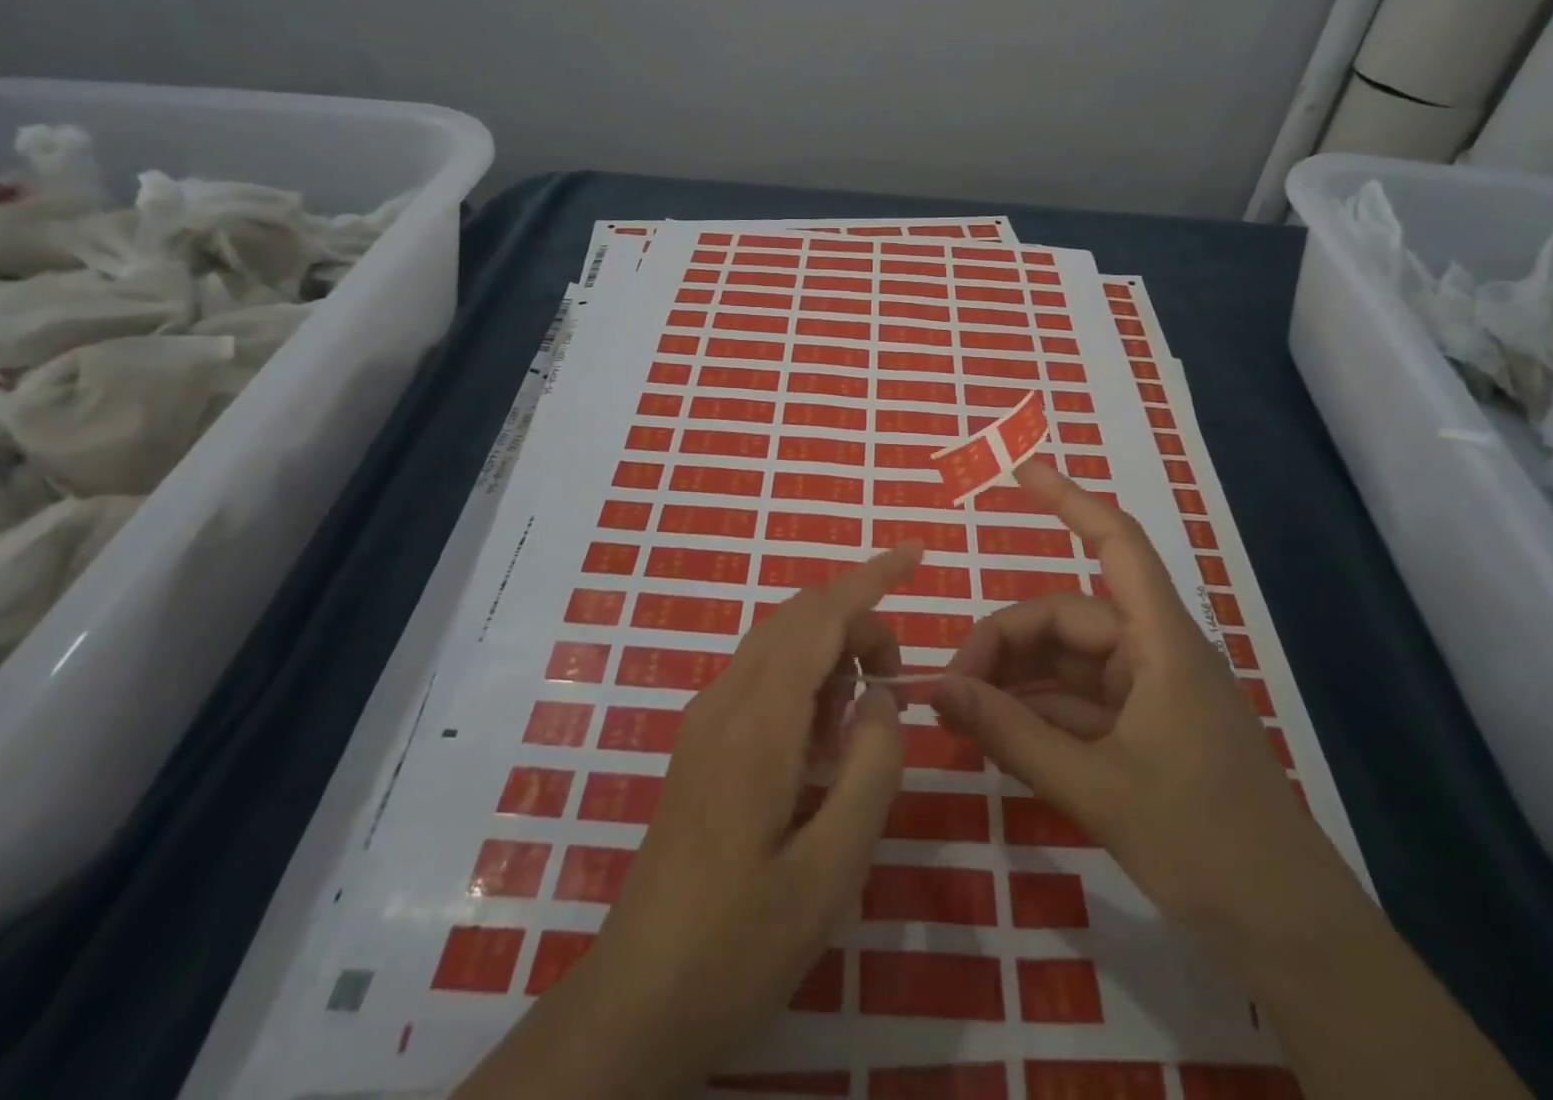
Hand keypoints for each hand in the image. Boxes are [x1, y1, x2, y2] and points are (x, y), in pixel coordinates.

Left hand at [457, 542, 919, 1099]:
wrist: (637, 999)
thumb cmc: (740, 943)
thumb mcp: (831, 871)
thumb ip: (871, 770)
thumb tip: (880, 696)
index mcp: (757, 722)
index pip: (820, 616)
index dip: (871, 577)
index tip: (916, 553)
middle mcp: (725, 702)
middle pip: (799, 619)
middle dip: (858, 623)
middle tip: (897, 682)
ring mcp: (705, 719)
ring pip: (778, 643)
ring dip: (831, 652)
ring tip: (864, 717)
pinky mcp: (701, 742)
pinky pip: (761, 676)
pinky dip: (806, 679)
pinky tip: (823, 742)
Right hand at [933, 459, 1332, 946]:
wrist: (1291, 936)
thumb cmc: (1206, 844)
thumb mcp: (1097, 788)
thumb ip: (1013, 735)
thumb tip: (938, 690)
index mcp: (1161, 643)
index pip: (1116, 545)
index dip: (1070, 500)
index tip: (1022, 471)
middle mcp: (1154, 655)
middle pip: (1067, 618)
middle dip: (1005, 642)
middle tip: (950, 688)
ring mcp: (1150, 695)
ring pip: (1067, 663)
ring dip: (1016, 680)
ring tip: (962, 711)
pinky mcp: (1145, 734)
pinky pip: (1078, 704)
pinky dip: (1037, 712)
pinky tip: (997, 734)